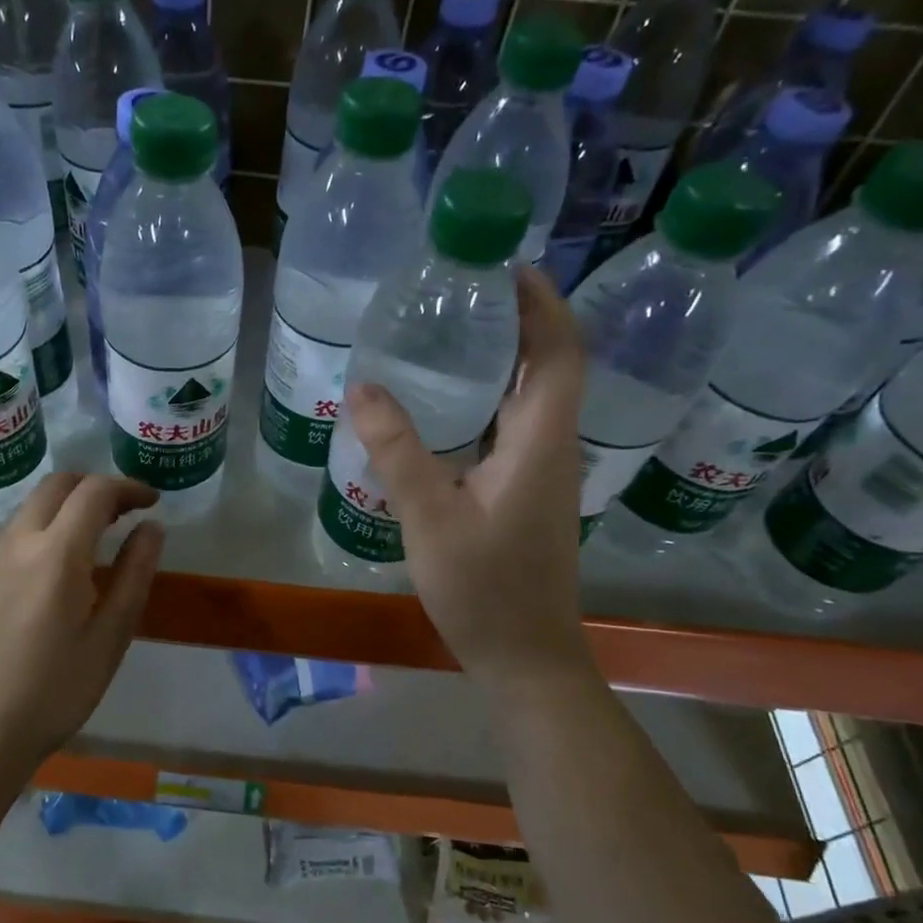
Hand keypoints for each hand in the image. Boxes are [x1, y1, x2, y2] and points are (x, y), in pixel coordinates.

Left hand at [0, 473, 164, 766]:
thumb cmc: (58, 689)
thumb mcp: (111, 635)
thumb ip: (134, 573)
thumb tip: (152, 528)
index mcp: (56, 555)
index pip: (93, 492)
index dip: (128, 487)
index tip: (153, 502)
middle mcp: (18, 542)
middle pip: (58, 484)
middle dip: (96, 486)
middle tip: (127, 512)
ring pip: (34, 504)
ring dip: (70, 504)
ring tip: (102, 535)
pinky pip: (19, 529)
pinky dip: (49, 524)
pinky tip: (66, 563)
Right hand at [346, 266, 592, 687]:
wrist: (525, 656)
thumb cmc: (485, 590)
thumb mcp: (431, 519)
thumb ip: (398, 452)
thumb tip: (363, 387)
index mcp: (541, 444)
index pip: (559, 354)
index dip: (543, 304)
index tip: (507, 265)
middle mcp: (551, 448)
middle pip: (549, 366)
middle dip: (519, 319)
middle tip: (462, 290)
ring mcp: (540, 471)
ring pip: (531, 396)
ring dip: (505, 356)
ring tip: (449, 330)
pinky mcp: (524, 491)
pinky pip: (512, 425)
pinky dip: (488, 396)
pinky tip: (444, 400)